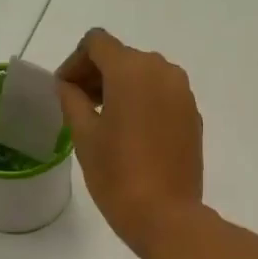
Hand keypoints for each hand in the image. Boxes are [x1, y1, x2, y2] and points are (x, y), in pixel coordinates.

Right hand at [55, 29, 204, 258]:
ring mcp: (183, 92)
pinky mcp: (193, 114)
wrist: (166, 215)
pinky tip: (130, 131)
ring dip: (120, 86)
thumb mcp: (84, 135)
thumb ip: (72, 99)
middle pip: (122, 56)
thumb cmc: (117, 174)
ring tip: (102, 118)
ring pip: (144, 74)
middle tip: (77, 104)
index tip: (64, 89)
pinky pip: (162, 94)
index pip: (97, 43)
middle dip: (97, 74)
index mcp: (132, 70)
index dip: (75, 61)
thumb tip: (68, 85)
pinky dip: (143, 100)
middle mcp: (162, 71)